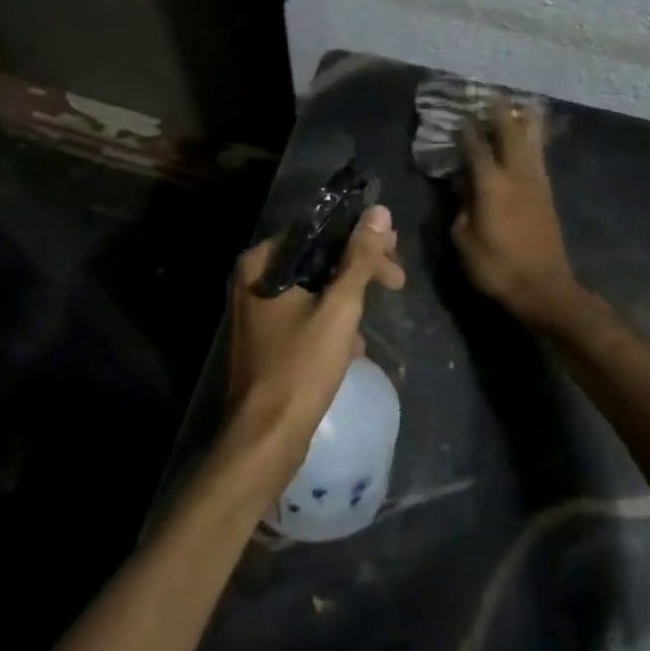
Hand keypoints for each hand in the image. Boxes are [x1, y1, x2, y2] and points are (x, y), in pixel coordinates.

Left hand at [224, 205, 405, 484]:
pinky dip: (329, 322)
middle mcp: (252, 279)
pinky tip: (353, 346)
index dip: (360, 236)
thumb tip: (379, 212)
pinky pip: (304, 315)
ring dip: (347, 299)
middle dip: (358, 270)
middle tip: (397, 279)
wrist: (265, 439)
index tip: (394, 249)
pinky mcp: (264, 338)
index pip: (317, 230)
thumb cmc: (300, 368)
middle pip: (316, 258)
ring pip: (313, 288)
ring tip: (373, 318)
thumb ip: (359, 258)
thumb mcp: (339, 309)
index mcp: (261, 263)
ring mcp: (255, 311)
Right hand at [452, 100, 579, 327]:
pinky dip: (534, 140)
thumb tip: (462, 187)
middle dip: (499, 112)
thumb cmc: (497, 267)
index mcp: (491, 185)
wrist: (544, 289)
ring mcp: (537, 183)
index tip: (458, 114)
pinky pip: (539, 157)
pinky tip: (531, 137)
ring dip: (523, 121)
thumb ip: (460, 208)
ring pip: (531, 141)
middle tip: (490, 95)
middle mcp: (516, 175)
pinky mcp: (548, 194)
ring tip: (518, 104)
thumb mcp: (464, 240)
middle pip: (509, 133)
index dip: (465, 130)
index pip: (475, 147)